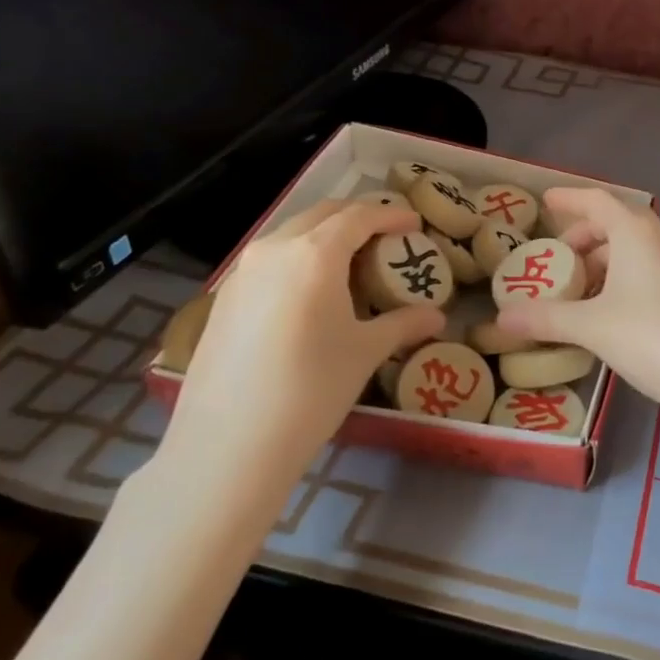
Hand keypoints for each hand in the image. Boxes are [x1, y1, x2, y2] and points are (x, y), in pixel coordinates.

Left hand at [162, 199, 444, 489]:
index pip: (359, 216)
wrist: (229, 443)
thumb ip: (404, 324)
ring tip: (351, 265)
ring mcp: (242, 272)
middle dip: (357, 219)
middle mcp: (274, 249)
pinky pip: (270, 261)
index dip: (391, 215)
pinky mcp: (223, 298)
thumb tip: (437, 317)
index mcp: (315, 253)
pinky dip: (298, 260)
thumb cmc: (312, 389)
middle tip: (386, 239)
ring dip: (325, 238)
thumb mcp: (366, 352)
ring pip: (291, 235)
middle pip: (322, 215)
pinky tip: (310, 295)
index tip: (415, 225)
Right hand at [497, 187, 659, 414]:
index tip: (544, 202)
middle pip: (614, 224)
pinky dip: (620, 279)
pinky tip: (606, 312)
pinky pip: (645, 270)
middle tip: (555, 261)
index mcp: (634, 232)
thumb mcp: (591, 326)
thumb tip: (502, 317)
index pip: (596, 200)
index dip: (568, 199)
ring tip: (575, 291)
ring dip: (601, 263)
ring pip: (631, 250)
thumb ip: (545, 318)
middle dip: (582, 238)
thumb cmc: (652, 336)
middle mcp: (658, 239)